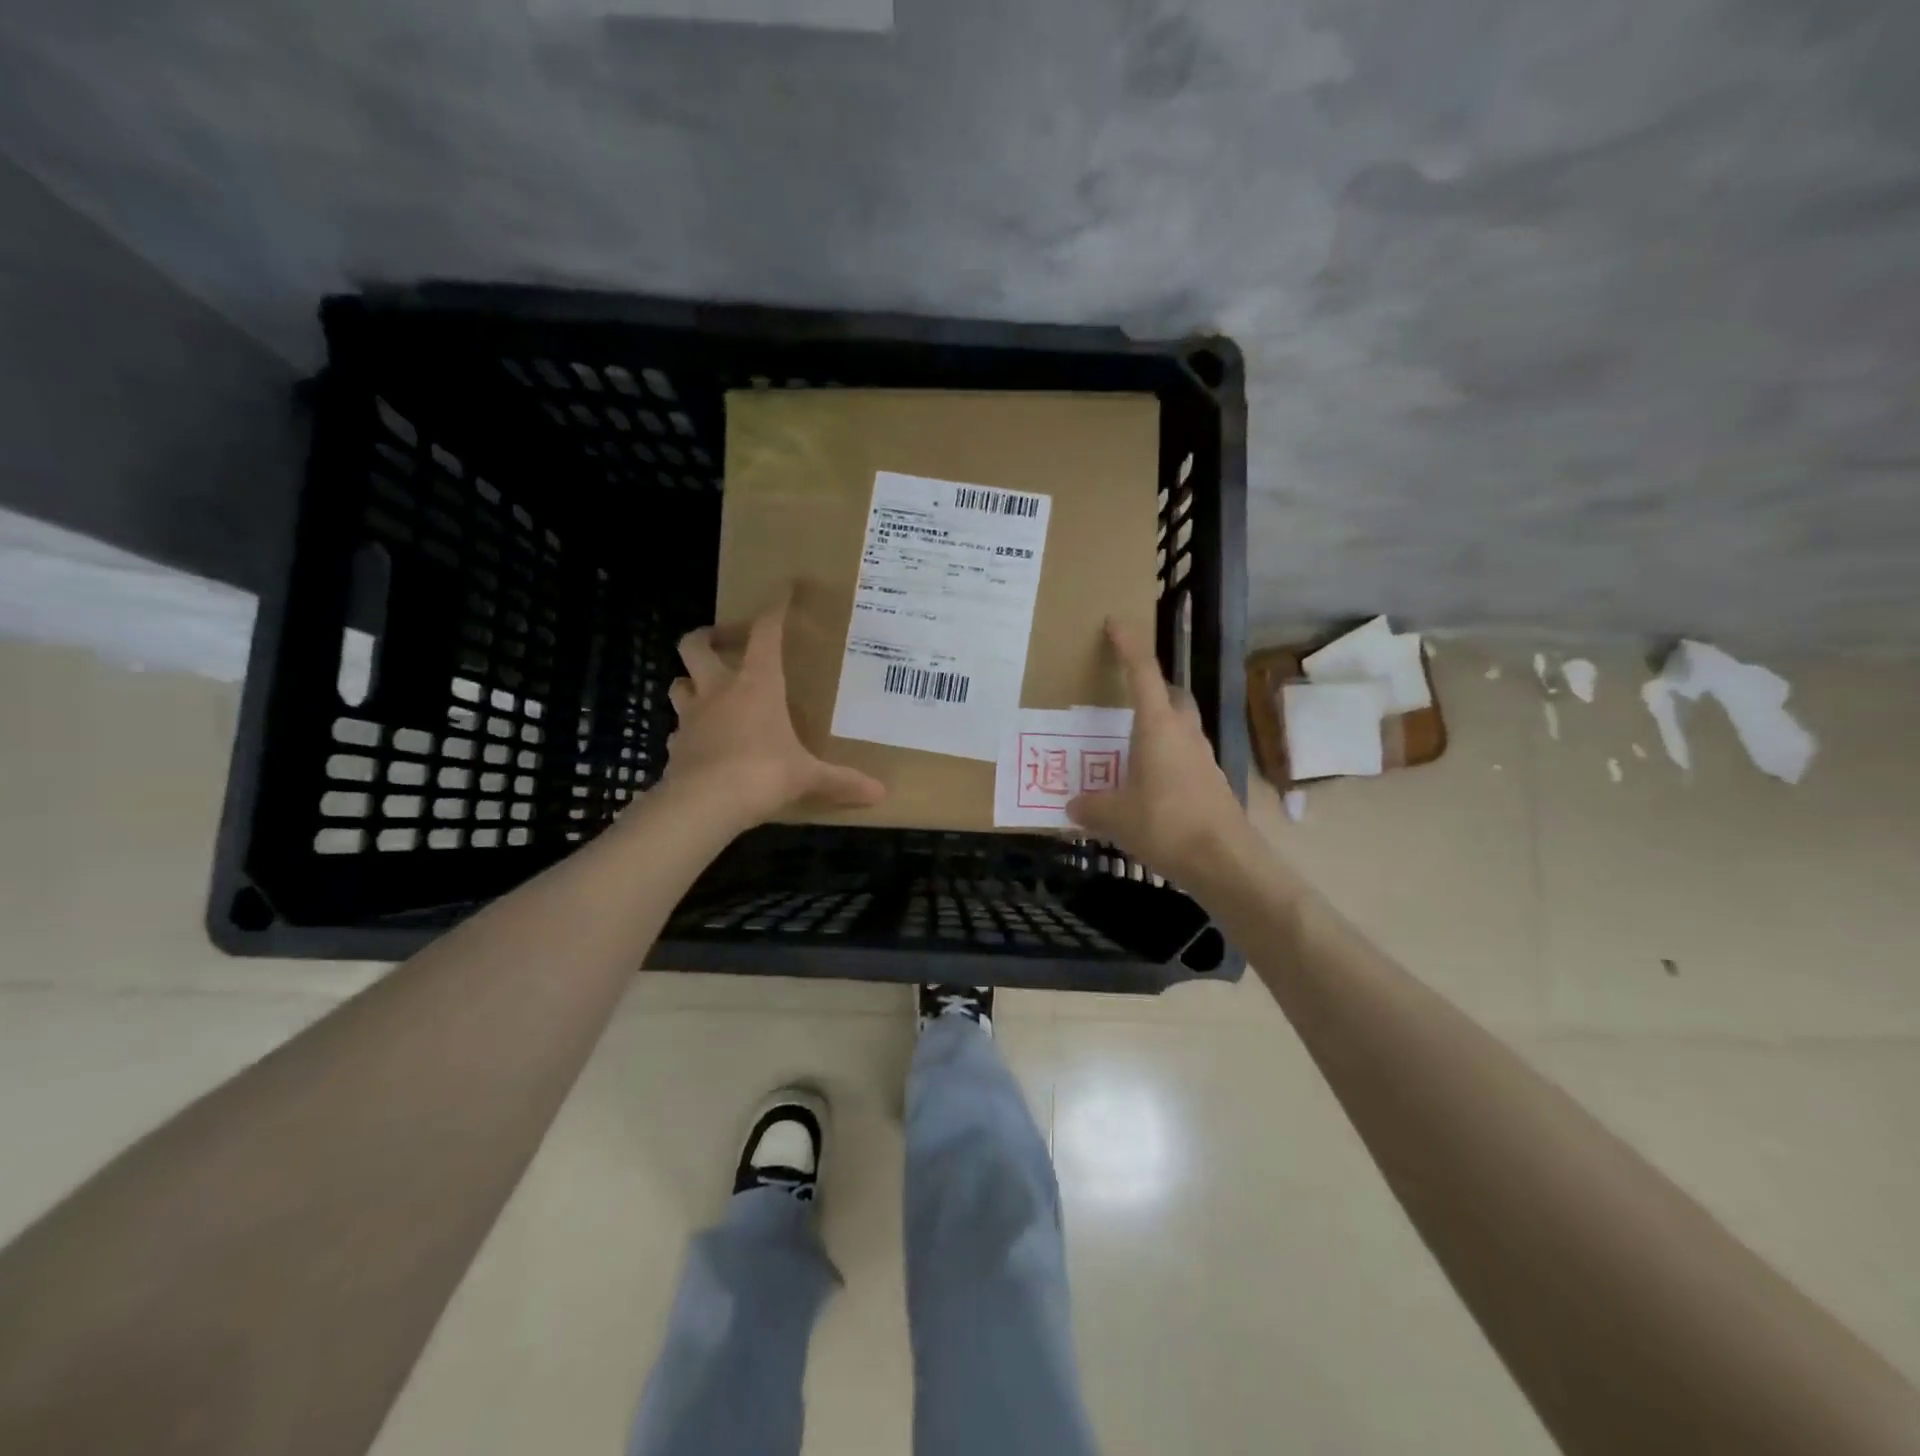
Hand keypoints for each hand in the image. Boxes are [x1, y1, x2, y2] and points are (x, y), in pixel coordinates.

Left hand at [657, 593, 884, 830]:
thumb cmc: (762, 774)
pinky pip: (677, 730)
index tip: (783, 589)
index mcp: (757, 685)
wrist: (704, 803)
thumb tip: (880, 793)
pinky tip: (700, 741)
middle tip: (724, 641)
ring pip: (678, 683)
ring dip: (691, 681)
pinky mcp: (675, 746)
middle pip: (695, 645)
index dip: (774, 608)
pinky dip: (687, 730)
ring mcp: (691, 717)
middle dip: (707, 636)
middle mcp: (718, 691)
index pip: (766, 633)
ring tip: (707, 690)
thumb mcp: (807, 776)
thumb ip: (841, 780)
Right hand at [1066, 620, 1255, 888]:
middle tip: (1123, 696)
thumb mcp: (1115, 816)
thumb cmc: (1165, 824)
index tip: (1115, 623)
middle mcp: (1184, 733)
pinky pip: (1184, 756)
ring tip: (1129, 746)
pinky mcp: (1211, 781)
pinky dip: (1165, 758)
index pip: (1141, 672)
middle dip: (1150, 688)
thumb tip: (1072, 805)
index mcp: (1158, 726)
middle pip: (1170, 695)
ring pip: (1180, 726)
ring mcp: (1202, 757)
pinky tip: (1148, 783)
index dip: (1128, 645)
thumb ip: (1090, 806)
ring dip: (1158, 726)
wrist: (1224, 860)